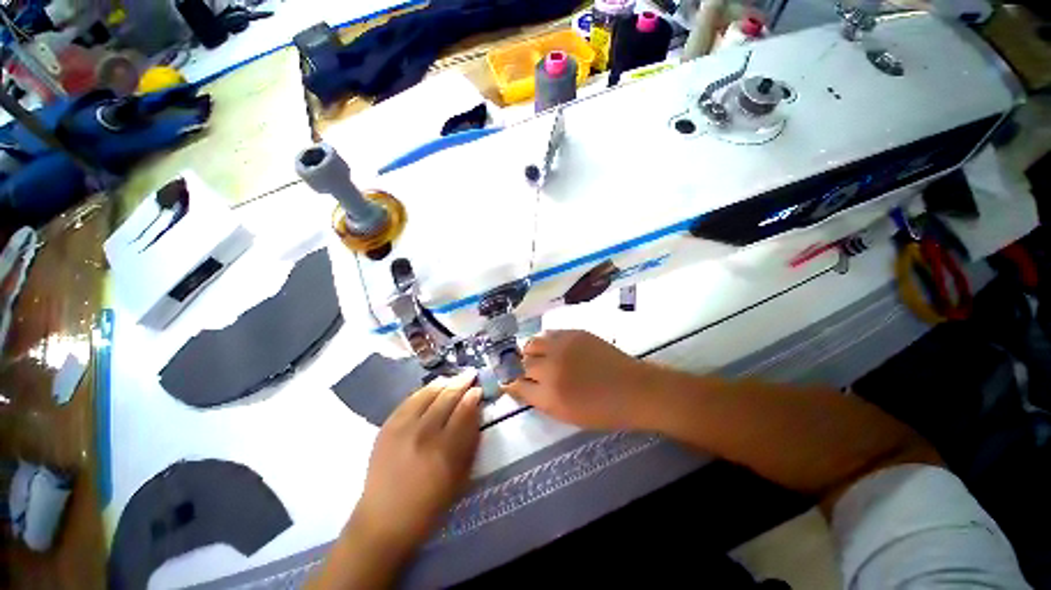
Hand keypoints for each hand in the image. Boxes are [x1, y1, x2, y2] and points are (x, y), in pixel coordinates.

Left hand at [351, 370, 481, 552]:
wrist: (383, 520)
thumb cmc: (429, 505)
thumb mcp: (459, 477)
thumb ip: (470, 441)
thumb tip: (475, 411)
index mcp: (445, 450)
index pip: (464, 411)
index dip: (473, 396)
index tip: (479, 389)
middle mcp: (423, 433)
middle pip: (447, 397)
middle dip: (461, 383)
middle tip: (471, 375)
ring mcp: (402, 428)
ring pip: (427, 393)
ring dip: (444, 382)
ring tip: (454, 377)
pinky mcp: (387, 427)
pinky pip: (409, 400)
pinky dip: (424, 390)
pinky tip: (432, 387)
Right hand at [505, 330, 655, 429]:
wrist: (634, 389)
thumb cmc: (603, 411)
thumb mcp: (567, 415)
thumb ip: (541, 400)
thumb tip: (523, 386)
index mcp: (549, 395)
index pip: (516, 385)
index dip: (510, 383)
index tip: (509, 382)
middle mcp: (550, 368)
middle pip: (521, 362)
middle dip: (519, 368)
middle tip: (525, 370)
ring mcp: (562, 347)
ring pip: (531, 343)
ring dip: (529, 351)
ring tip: (535, 356)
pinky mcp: (574, 333)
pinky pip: (548, 333)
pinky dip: (544, 341)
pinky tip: (551, 347)